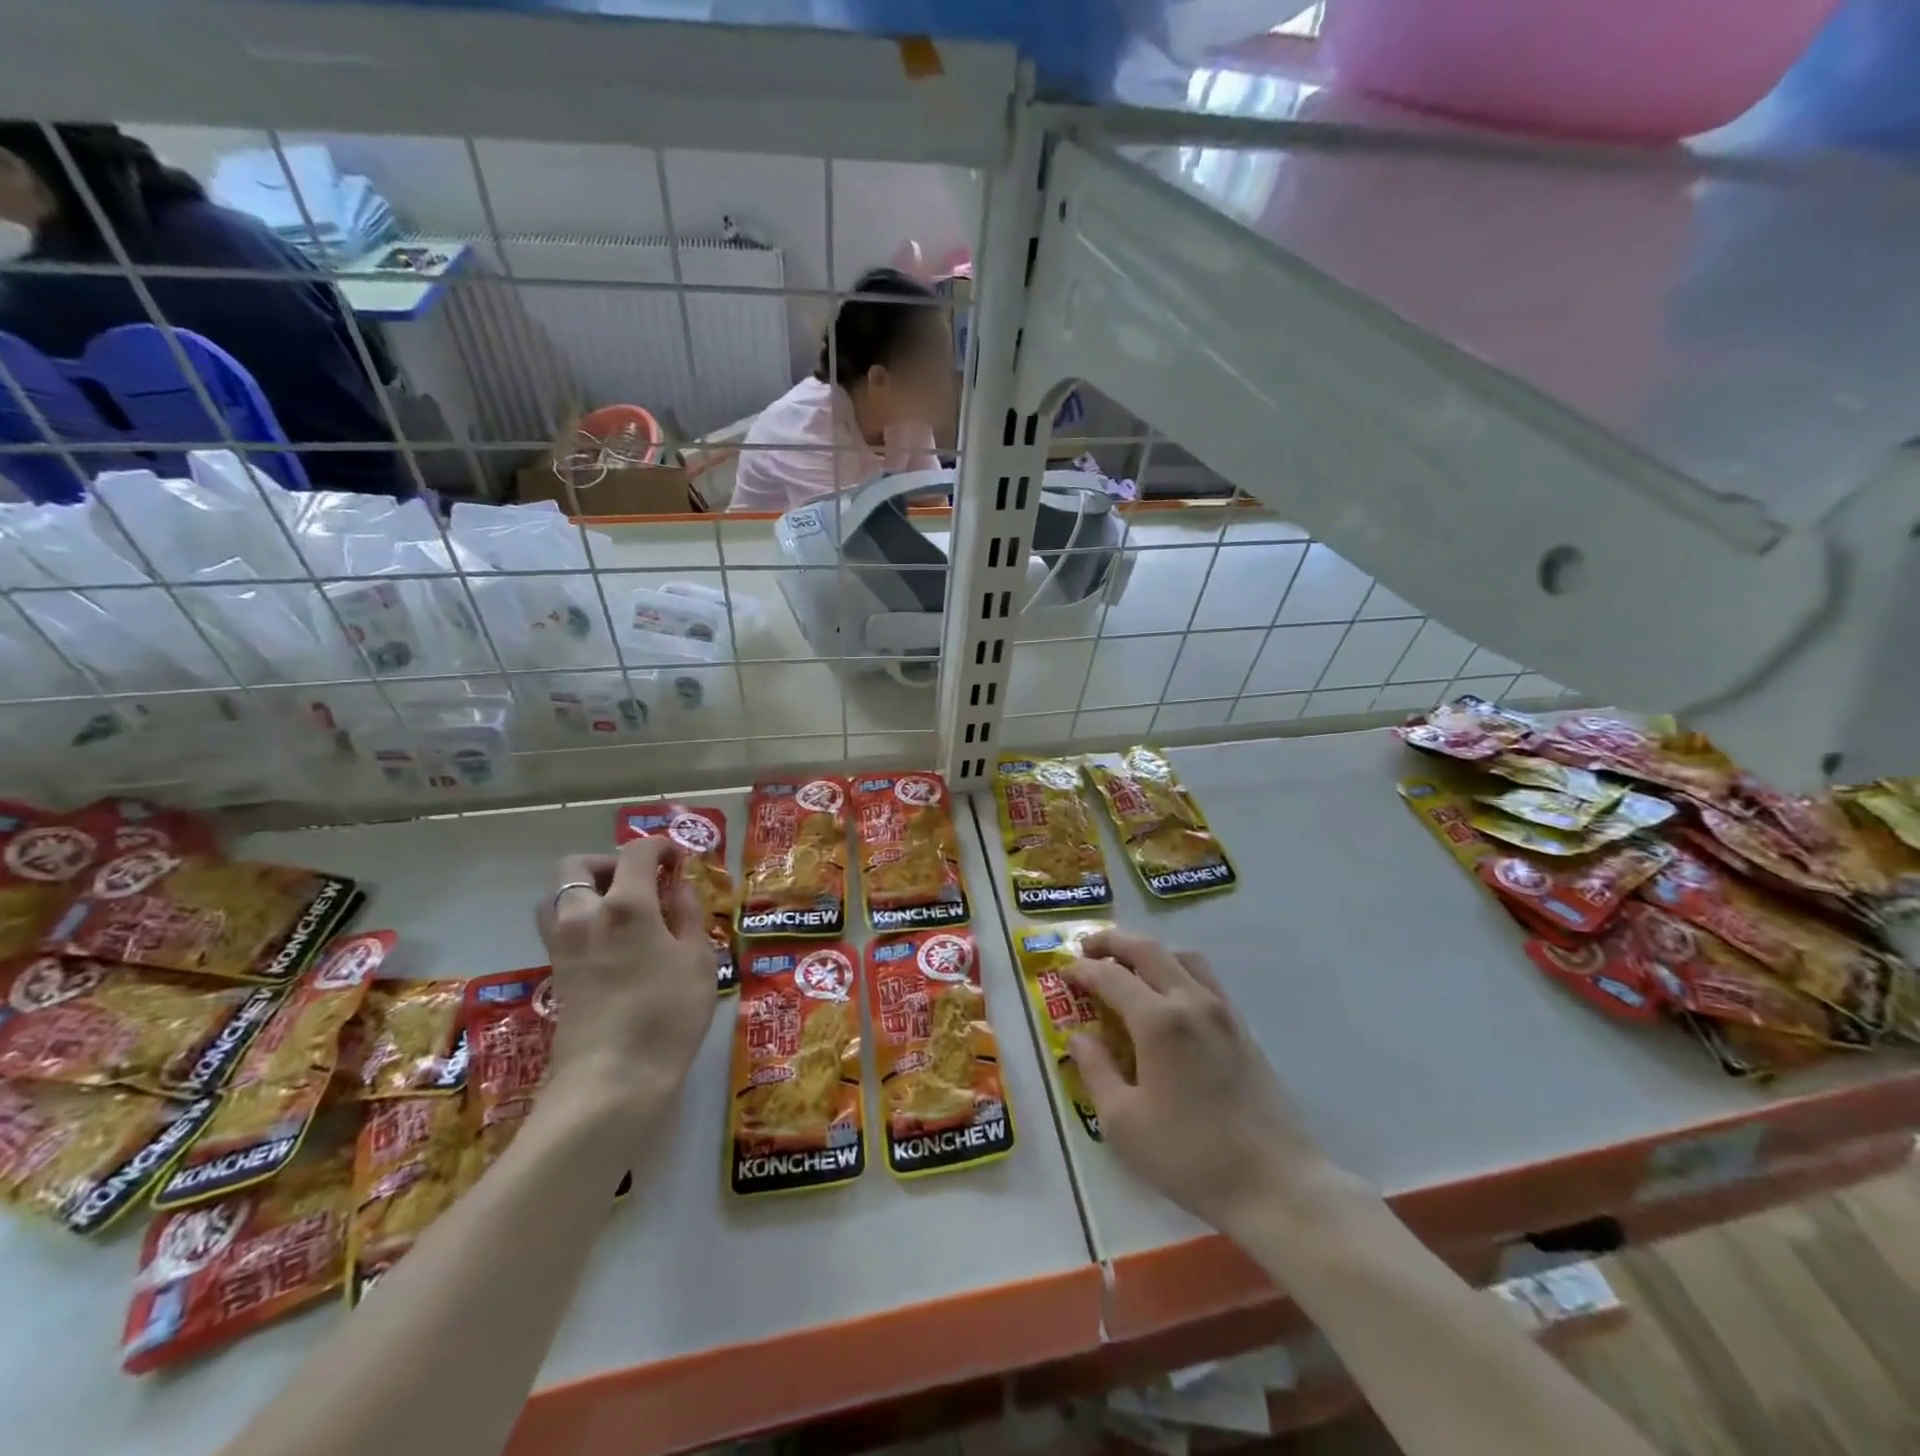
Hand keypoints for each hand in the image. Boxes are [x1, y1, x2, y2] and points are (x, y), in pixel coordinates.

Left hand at [537, 837, 716, 1114]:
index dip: (659, 846)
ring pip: (557, 897)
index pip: (636, 852)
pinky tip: (613, 943)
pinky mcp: (555, 973)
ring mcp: (562, 946)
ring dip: (585, 890)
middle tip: (640, 880)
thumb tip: (678, 887)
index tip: (678, 857)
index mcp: (625, 905)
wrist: (614, 1079)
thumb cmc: (668, 1014)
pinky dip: (581, 920)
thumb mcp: (698, 959)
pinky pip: (559, 928)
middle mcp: (584, 916)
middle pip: (576, 866)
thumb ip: (687, 915)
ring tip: (622, 910)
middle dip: (609, 862)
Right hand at [1066, 931, 1346, 1236]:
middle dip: (1112, 942)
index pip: (1111, 976)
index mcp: (1159, 1021)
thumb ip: (1095, 1071)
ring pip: (1182, 956)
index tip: (1062, 972)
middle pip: (1148, 949)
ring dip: (1148, 950)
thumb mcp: (1123, 1122)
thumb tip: (1078, 1037)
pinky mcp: (1242, 1027)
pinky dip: (1176, 968)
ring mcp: (1222, 1011)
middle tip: (1086, 949)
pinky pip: (1204, 977)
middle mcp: (1191, 1001)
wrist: (1275, 1184)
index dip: (1082, 970)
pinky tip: (1167, 995)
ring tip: (1127, 965)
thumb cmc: (1190, 1156)